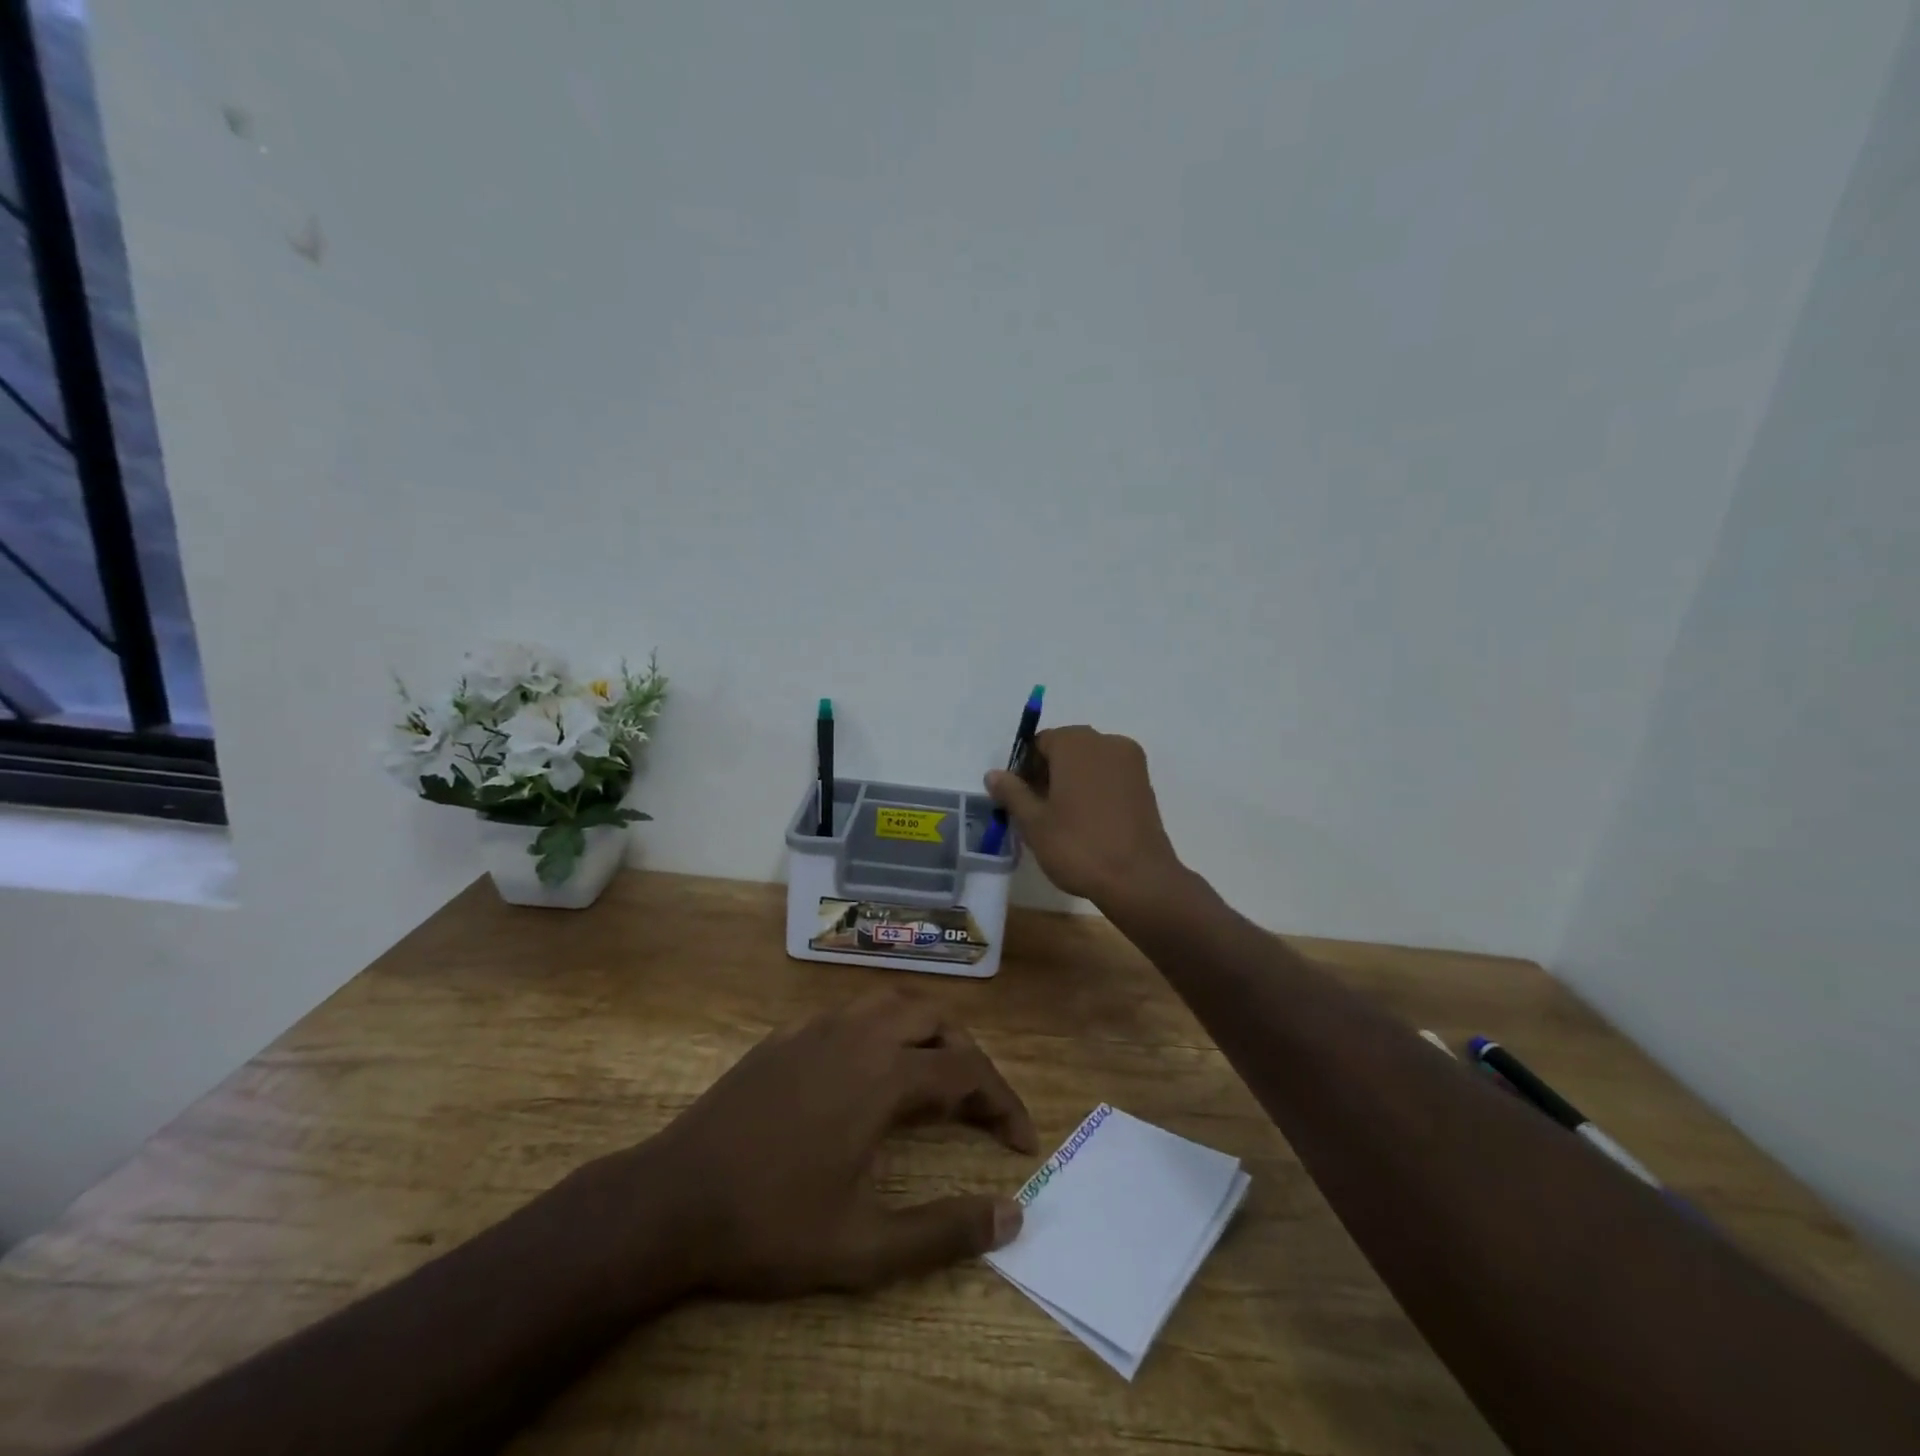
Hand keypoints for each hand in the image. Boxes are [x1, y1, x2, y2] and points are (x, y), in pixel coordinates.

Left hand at [639, 991, 1036, 1297]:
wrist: (672, 1199)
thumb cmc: (771, 1223)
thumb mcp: (863, 1247)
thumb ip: (943, 1232)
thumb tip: (1011, 1216)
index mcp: (885, 1076)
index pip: (968, 1072)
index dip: (1003, 1103)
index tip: (1021, 1142)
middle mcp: (859, 1034)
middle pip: (936, 1020)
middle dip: (969, 1056)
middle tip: (979, 1106)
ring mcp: (818, 1027)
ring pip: (892, 1002)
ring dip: (926, 1030)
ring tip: (934, 1073)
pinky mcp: (786, 1034)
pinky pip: (850, 1012)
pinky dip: (879, 1028)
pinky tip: (867, 1067)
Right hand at [985, 725, 1183, 906]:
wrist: (1138, 879)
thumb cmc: (1078, 846)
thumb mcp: (1033, 822)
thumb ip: (1012, 793)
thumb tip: (993, 774)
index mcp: (1076, 743)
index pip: (1040, 743)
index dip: (1025, 769)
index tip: (1020, 798)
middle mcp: (1106, 742)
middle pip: (1067, 749)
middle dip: (1049, 773)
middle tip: (1037, 810)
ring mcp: (1131, 762)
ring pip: (1090, 763)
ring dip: (1072, 781)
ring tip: (1062, 819)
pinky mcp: (1145, 784)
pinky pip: (1110, 776)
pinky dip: (1095, 789)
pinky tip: (1087, 821)